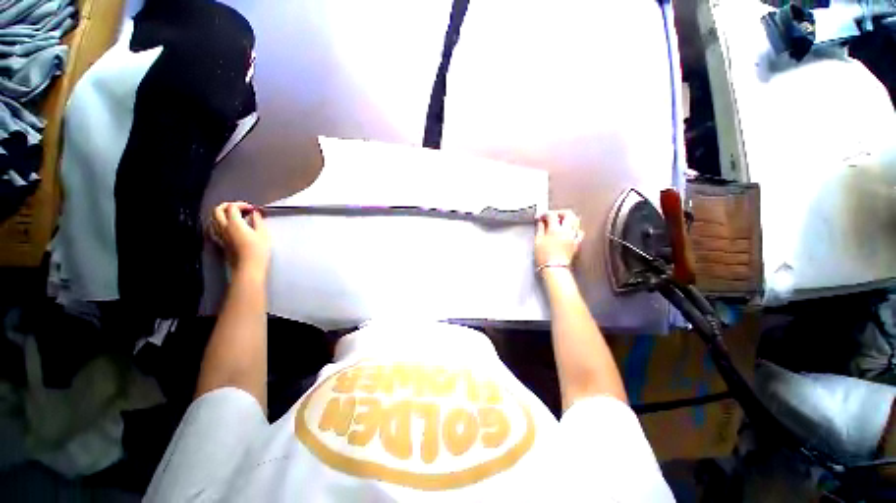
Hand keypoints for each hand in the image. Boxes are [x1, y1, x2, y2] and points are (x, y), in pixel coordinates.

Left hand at [210, 201, 270, 279]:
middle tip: (240, 208)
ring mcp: (220, 235)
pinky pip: (214, 228)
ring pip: (213, 218)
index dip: (242, 205)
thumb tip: (255, 213)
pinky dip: (219, 223)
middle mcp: (223, 227)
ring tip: (234, 216)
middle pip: (218, 210)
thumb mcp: (263, 233)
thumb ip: (258, 220)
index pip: (232, 207)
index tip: (252, 209)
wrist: (248, 267)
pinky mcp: (220, 242)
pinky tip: (227, 226)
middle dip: (228, 206)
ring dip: (222, 213)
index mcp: (234, 223)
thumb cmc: (258, 250)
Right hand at [535, 210, 583, 271]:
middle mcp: (566, 231)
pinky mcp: (576, 243)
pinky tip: (569, 231)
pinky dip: (574, 228)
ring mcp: (573, 236)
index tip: (540, 217)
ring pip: (576, 220)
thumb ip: (540, 228)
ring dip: (568, 218)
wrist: (554, 268)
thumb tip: (541, 222)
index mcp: (555, 229)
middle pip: (568, 213)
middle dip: (559, 212)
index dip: (545, 214)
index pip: (551, 215)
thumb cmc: (544, 257)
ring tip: (560, 222)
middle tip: (552, 216)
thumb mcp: (537, 241)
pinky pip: (579, 231)